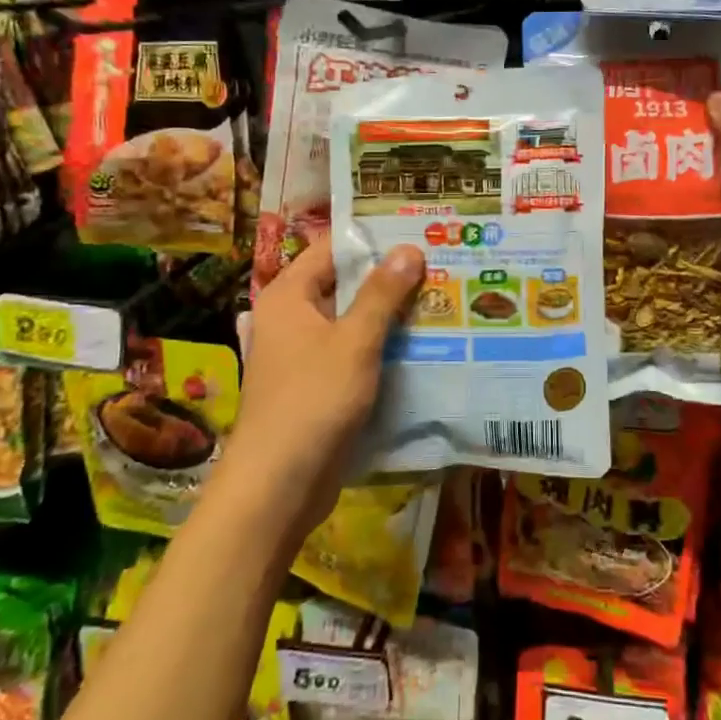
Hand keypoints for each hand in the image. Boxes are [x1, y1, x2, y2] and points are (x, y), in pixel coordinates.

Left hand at [214, 235, 423, 543]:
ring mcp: (304, 353)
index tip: (419, 233)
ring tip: (442, 298)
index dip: (374, 239)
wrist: (278, 486)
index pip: (333, 248)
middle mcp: (292, 317)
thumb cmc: (312, 401)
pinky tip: (422, 344)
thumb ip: (382, 294)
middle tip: (441, 265)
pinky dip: (382, 346)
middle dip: (390, 277)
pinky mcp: (318, 384)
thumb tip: (409, 248)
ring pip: (353, 320)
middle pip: (345, 283)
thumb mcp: (354, 341)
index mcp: (289, 295)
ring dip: (390, 314)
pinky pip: (353, 351)